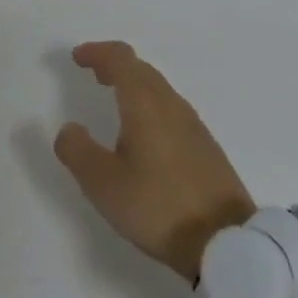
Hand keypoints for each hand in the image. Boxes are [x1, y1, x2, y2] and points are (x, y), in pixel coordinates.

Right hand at [53, 41, 254, 282]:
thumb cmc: (159, 207)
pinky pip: (171, 111)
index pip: (121, 58)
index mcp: (144, 103)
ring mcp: (193, 126)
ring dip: (134, 86)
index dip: (97, 52)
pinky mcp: (206, 148)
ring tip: (116, 103)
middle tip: (94, 74)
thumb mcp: (103, 184)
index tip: (78, 58)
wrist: (228, 245)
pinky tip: (146, 136)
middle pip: (141, 70)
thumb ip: (77, 151)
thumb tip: (68, 129)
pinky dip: (151, 107)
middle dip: (115, 66)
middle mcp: (171, 104)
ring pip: (159, 90)